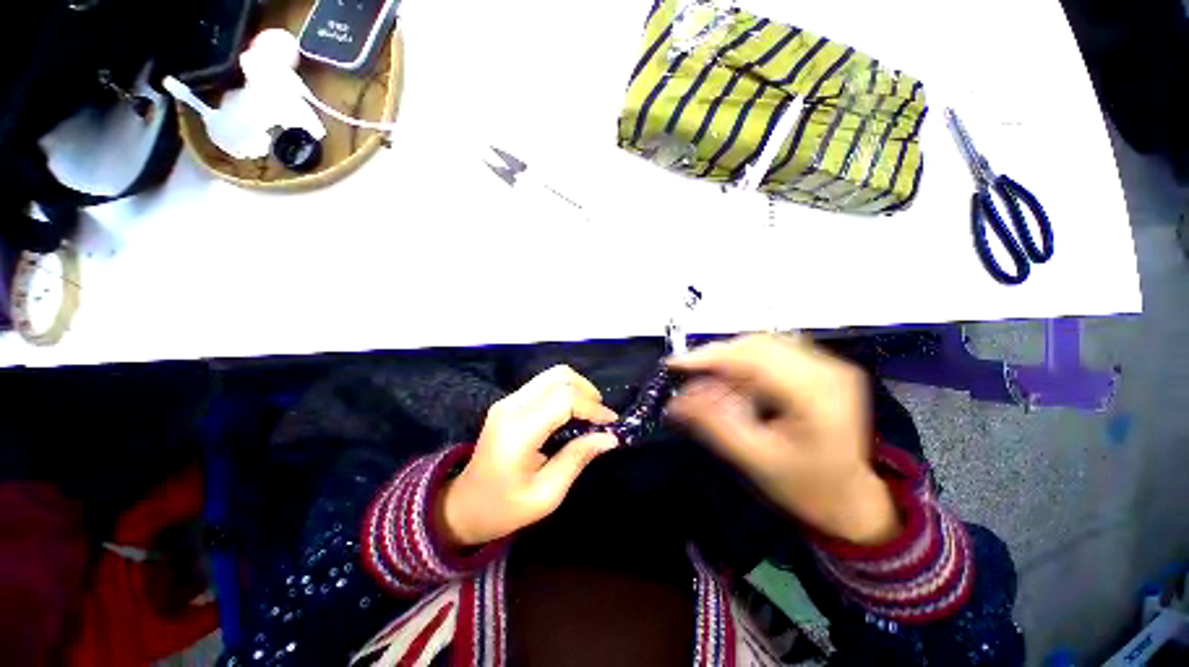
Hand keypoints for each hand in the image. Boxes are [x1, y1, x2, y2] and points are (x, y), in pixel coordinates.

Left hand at [438, 365, 618, 547]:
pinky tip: (572, 413)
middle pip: (559, 376)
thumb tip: (610, 437)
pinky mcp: (510, 401)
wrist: (464, 505)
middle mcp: (512, 406)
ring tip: (590, 413)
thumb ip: (577, 458)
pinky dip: (565, 391)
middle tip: (601, 417)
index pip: (564, 399)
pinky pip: (545, 384)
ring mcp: (508, 400)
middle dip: (587, 391)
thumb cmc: (504, 508)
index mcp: (519, 431)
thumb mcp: (547, 494)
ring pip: (552, 375)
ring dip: (577, 388)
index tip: (611, 423)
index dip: (592, 406)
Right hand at [667, 334, 898, 544]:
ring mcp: (826, 366)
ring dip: (728, 362)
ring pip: (761, 346)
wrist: (853, 501)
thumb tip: (677, 401)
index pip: (754, 356)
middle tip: (689, 378)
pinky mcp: (818, 369)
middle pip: (757, 345)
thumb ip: (714, 425)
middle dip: (716, 358)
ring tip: (706, 384)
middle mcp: (827, 369)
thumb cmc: (809, 489)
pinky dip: (742, 366)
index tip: (676, 364)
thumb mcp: (756, 460)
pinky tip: (731, 385)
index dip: (710, 356)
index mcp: (818, 394)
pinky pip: (770, 356)